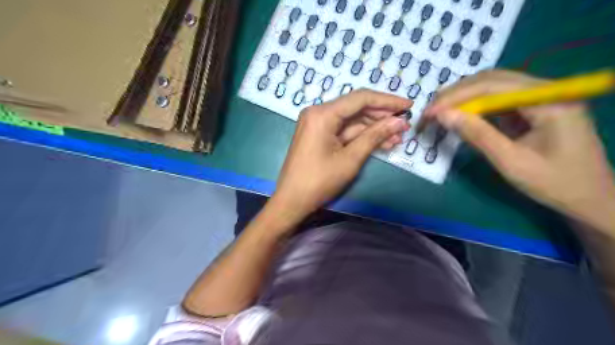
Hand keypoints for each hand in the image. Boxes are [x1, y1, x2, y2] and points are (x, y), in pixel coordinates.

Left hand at [270, 89, 410, 223]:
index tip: (408, 105)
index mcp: (322, 114)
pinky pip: (344, 131)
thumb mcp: (350, 159)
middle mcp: (318, 113)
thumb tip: (399, 121)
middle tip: (405, 125)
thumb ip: (375, 136)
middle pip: (356, 108)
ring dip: (374, 129)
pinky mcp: (319, 135)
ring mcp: (318, 124)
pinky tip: (381, 143)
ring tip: (397, 138)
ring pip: (352, 121)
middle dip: (381, 117)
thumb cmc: (319, 181)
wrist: (292, 201)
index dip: (387, 101)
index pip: (361, 98)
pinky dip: (361, 137)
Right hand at [426, 69, 613, 233]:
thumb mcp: (511, 162)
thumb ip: (477, 135)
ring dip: (464, 98)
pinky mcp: (533, 108)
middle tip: (430, 111)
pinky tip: (460, 115)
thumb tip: (443, 115)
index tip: (430, 112)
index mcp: (549, 100)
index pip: (493, 86)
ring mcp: (540, 98)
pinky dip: (475, 107)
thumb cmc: (554, 184)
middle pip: (493, 80)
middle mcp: (547, 90)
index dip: (456, 96)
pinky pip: (499, 100)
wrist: (589, 198)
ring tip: (439, 112)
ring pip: (494, 87)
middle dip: (457, 94)